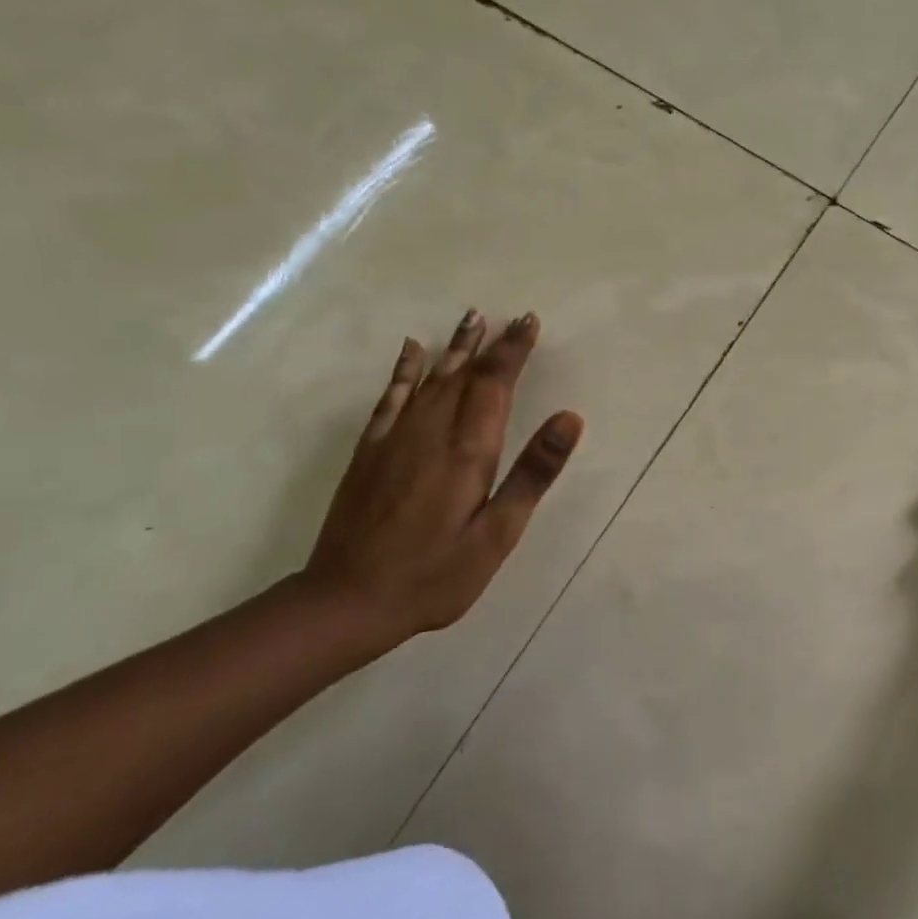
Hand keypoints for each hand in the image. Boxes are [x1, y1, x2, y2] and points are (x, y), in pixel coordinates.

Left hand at [300, 309, 583, 648]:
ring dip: (454, 347)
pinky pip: (390, 397)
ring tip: (471, 318)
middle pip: (465, 374)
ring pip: (431, 378)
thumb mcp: (497, 534)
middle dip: (491, 344)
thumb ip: (532, 473)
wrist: (348, 600)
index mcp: (468, 449)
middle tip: (512, 317)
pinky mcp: (370, 451)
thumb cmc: (436, 574)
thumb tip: (569, 418)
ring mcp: (396, 438)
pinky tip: (412, 350)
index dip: (513, 351)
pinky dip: (404, 370)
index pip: (495, 383)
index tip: (529, 323)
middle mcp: (432, 431)